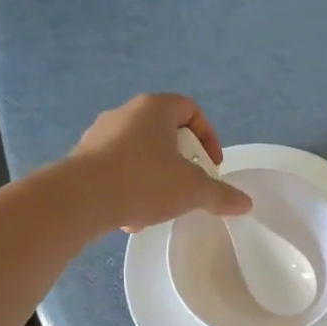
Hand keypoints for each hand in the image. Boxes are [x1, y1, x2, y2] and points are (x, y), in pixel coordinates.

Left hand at [69, 94, 251, 230]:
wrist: (80, 199)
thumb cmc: (145, 181)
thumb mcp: (193, 190)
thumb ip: (221, 195)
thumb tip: (246, 203)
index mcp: (155, 108)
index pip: (191, 109)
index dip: (208, 137)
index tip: (211, 166)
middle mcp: (125, 113)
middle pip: (165, 132)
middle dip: (181, 162)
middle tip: (188, 185)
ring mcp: (99, 135)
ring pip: (140, 153)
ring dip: (155, 178)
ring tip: (159, 207)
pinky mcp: (82, 158)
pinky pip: (116, 169)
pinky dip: (129, 188)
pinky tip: (131, 217)